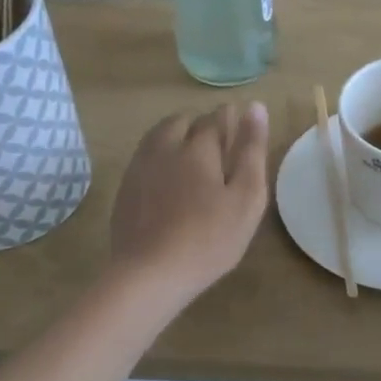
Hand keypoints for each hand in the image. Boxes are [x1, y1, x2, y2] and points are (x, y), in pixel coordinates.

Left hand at [110, 102, 269, 307]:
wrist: (150, 274)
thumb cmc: (209, 238)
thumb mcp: (246, 197)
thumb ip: (251, 150)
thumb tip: (255, 106)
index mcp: (198, 147)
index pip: (215, 118)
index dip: (230, 119)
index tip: (240, 126)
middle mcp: (165, 148)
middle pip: (182, 121)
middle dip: (200, 125)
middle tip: (218, 146)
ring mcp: (140, 168)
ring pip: (158, 136)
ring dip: (176, 136)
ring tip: (192, 157)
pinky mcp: (125, 189)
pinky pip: (144, 158)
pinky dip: (159, 158)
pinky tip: (167, 179)